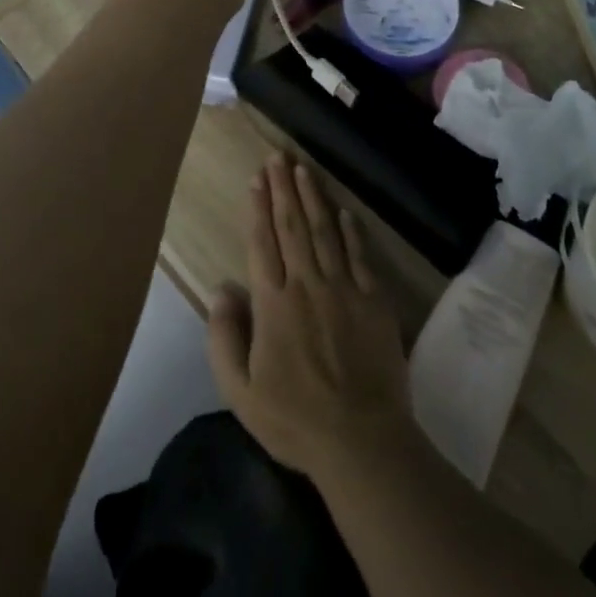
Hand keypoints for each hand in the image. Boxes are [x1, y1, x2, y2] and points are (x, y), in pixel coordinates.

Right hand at [207, 154, 413, 483]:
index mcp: (273, 304)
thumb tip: (221, 289)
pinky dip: (352, 231)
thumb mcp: (240, 391)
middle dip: (283, 189)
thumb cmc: (294, 419)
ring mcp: (344, 289)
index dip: (258, 208)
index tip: (256, 179)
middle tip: (278, 157)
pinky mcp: (374, 300)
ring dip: (312, 198)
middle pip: (292, 227)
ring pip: (325, 232)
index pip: (262, 243)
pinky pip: (360, 256)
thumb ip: (224, 338)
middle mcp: (307, 285)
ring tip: (303, 170)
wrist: (361, 439)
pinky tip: (345, 212)